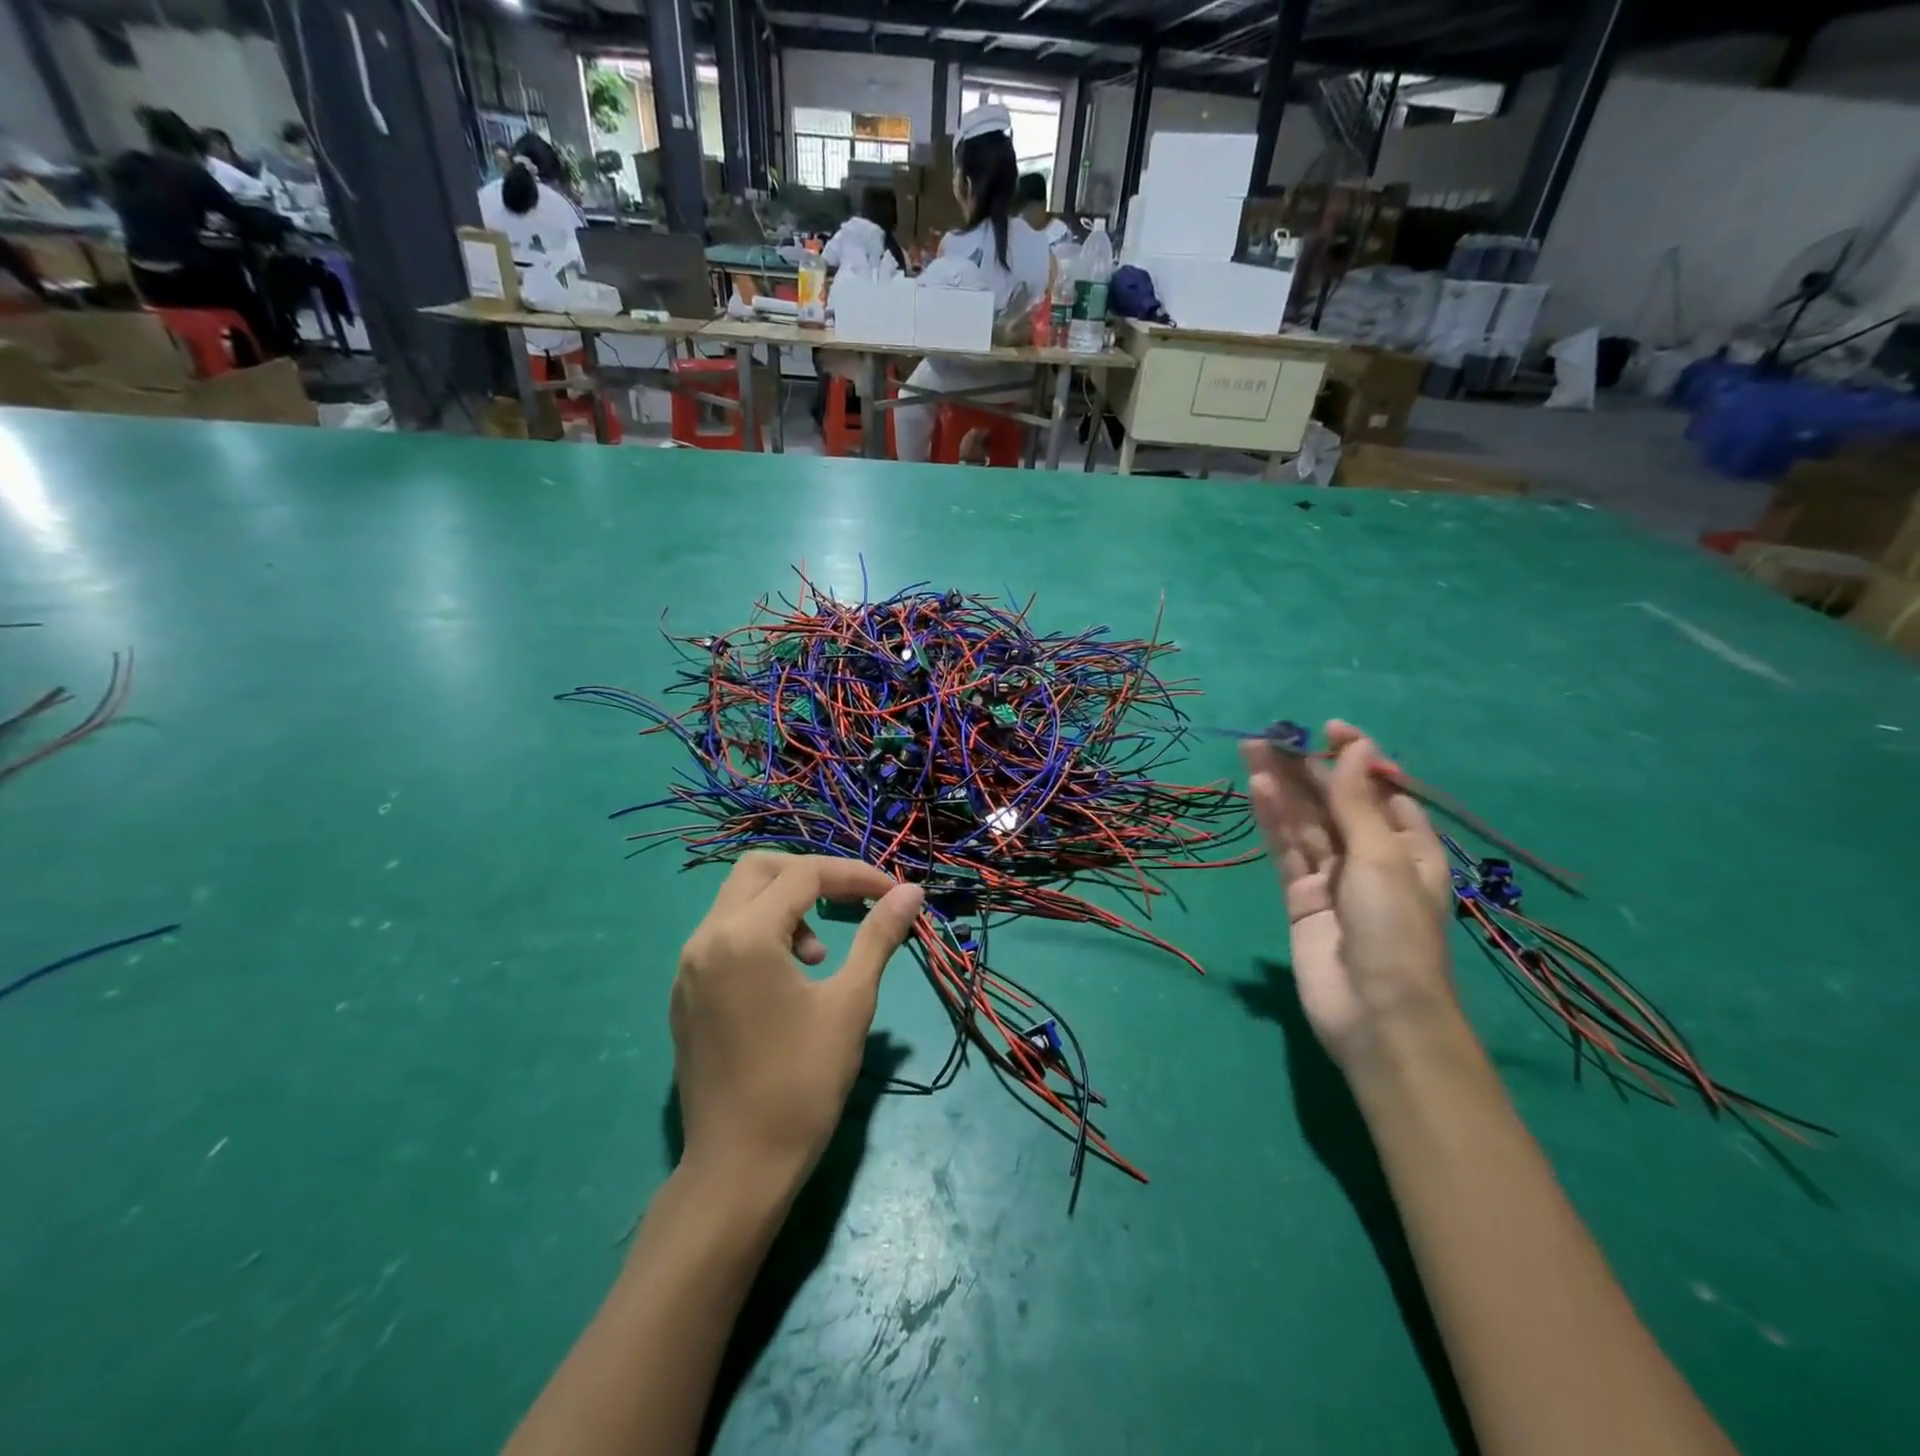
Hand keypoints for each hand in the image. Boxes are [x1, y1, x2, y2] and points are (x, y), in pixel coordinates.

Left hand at [671, 853, 924, 1192]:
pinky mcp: (685, 993)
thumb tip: (911, 891)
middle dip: (811, 875)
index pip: (804, 876)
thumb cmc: (802, 1084)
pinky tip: (788, 977)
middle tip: (850, 903)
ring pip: (737, 900)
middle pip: (759, 870)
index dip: (854, 875)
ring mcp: (688, 967)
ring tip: (821, 954)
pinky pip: (723, 935)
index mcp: (744, 937)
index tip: (891, 893)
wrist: (737, 1169)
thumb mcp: (850, 1004)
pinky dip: (760, 932)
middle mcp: (706, 939)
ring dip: (784, 904)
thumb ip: (878, 937)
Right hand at [1241, 721, 1455, 1065]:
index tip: (1327, 729)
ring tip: (1252, 750)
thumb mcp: (1382, 856)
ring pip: (1304, 822)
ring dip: (1282, 788)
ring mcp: (1333, 877)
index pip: (1379, 789)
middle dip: (1306, 769)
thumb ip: (1358, 801)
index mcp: (1409, 845)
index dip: (1355, 757)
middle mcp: (1371, 856)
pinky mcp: (1301, 896)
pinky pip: (1287, 850)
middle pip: (1334, 801)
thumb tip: (1356, 744)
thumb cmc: (1395, 929)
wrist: (1376, 1013)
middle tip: (1270, 736)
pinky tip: (1258, 790)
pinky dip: (1273, 820)